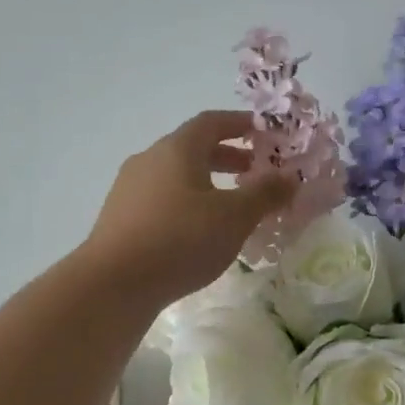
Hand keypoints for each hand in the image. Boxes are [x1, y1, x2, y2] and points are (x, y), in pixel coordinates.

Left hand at [83, 111, 296, 305]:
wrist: (114, 283)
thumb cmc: (181, 240)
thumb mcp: (234, 217)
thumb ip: (264, 194)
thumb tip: (290, 176)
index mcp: (177, 149)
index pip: (212, 122)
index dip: (240, 124)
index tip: (264, 134)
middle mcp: (149, 159)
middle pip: (192, 148)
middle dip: (227, 157)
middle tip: (255, 172)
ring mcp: (129, 188)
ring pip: (176, 176)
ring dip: (206, 182)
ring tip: (230, 206)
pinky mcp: (120, 217)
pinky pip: (161, 199)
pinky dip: (186, 203)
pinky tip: (197, 232)